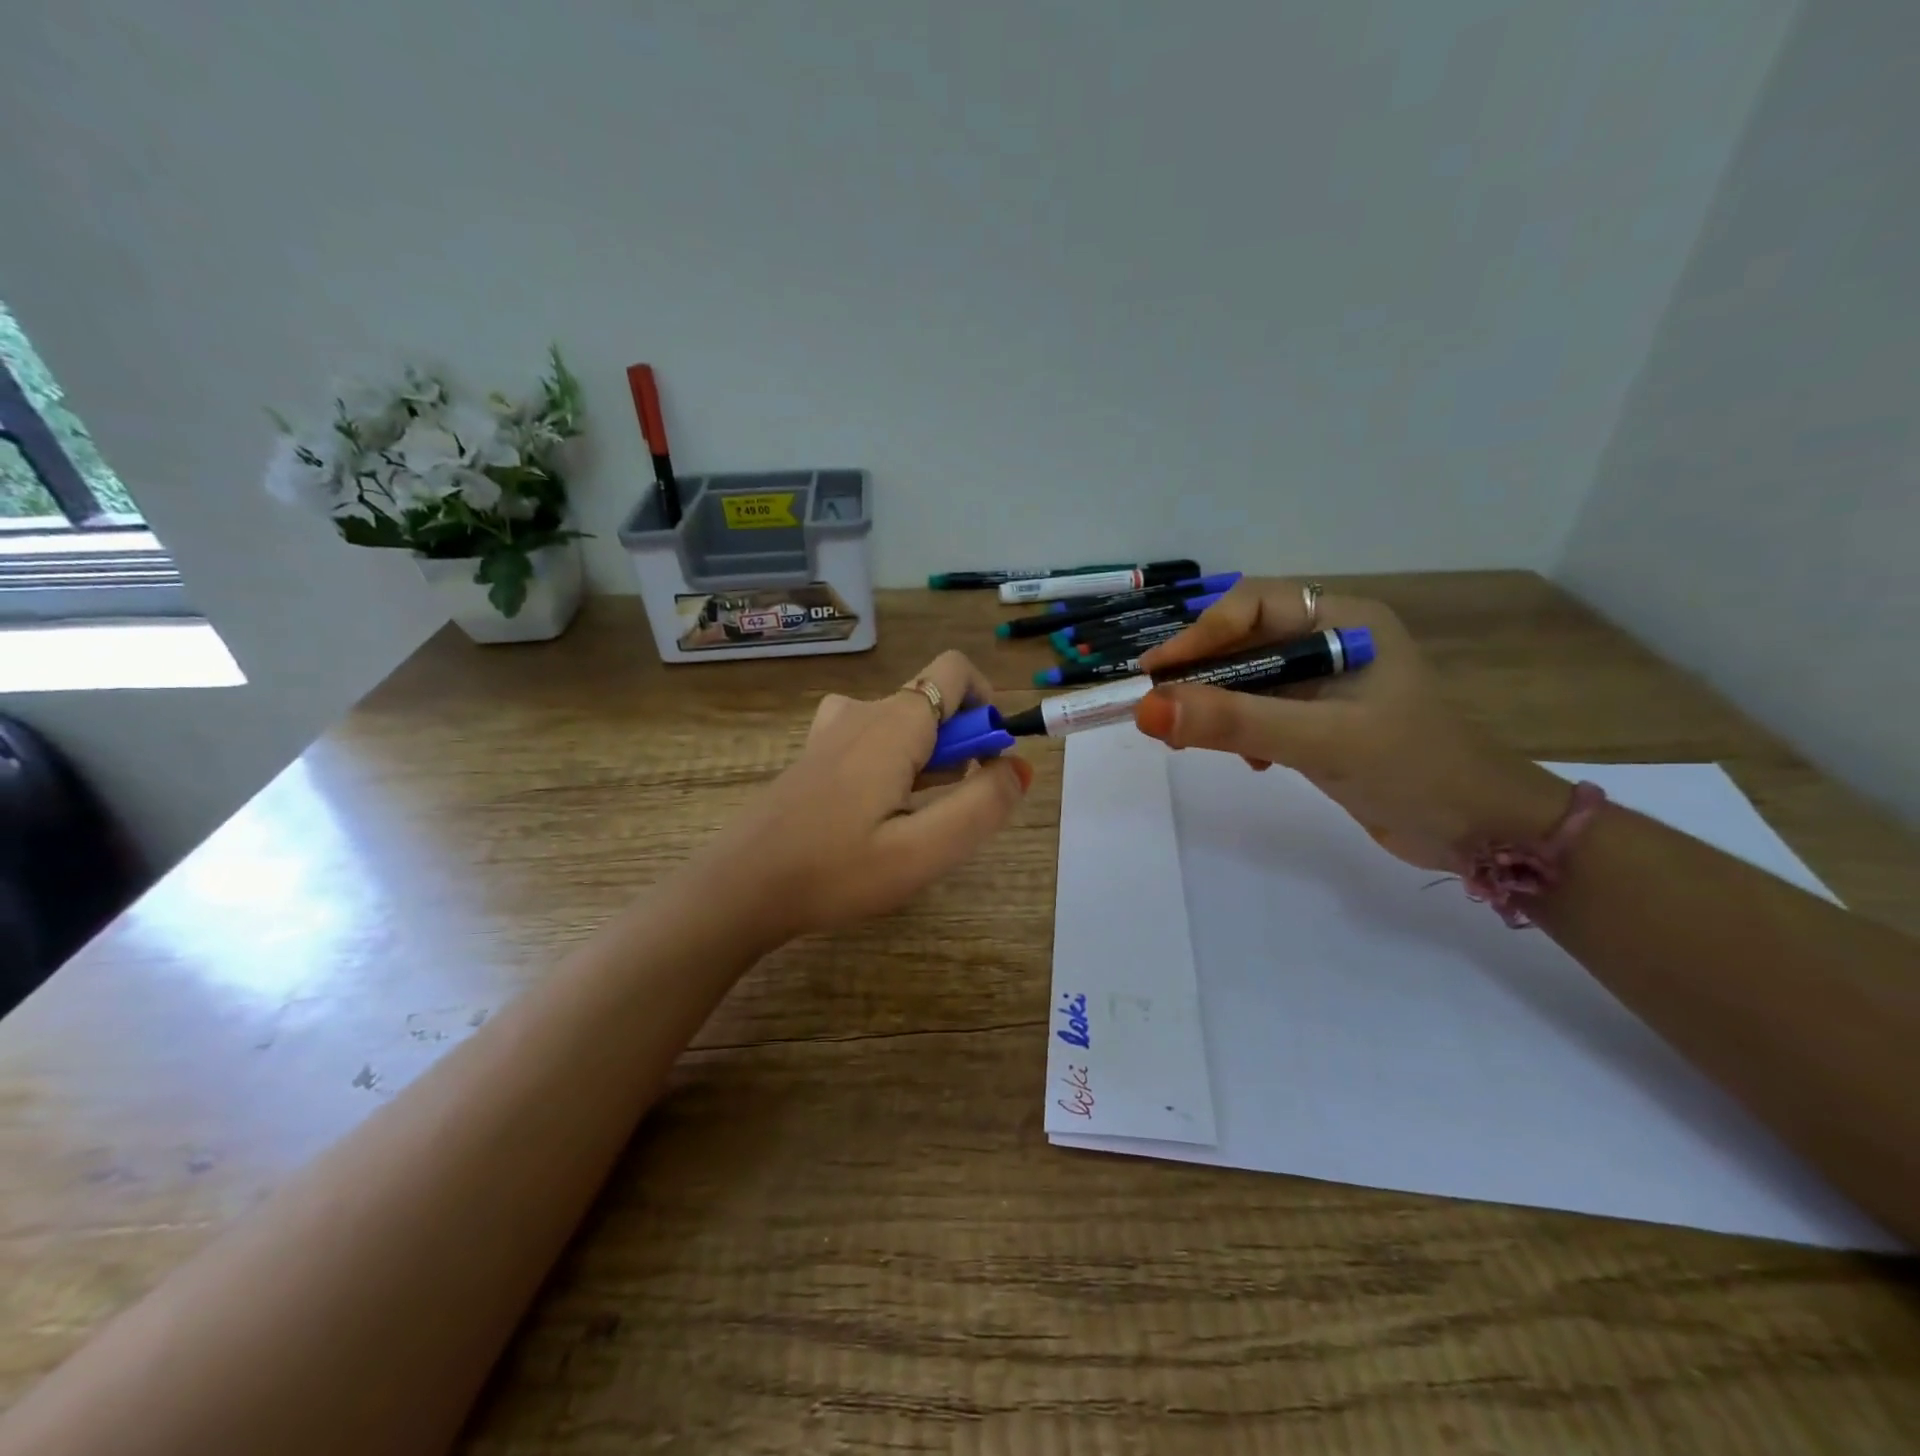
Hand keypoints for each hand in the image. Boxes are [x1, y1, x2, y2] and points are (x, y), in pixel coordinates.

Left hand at [700, 650, 1031, 942]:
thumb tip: (1017, 768)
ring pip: (904, 726)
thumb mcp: (924, 850)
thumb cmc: (835, 871)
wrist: (740, 888)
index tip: (987, 763)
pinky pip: (873, 741)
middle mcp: (862, 712)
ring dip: (928, 760)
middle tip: (948, 812)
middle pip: (933, 702)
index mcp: (893, 722)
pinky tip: (879, 817)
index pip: (956, 671)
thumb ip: (982, 805)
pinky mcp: (816, 755)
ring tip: (915, 822)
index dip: (987, 707)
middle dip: (960, 746)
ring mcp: (832, 732)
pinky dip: (895, 766)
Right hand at [1134, 580, 1565, 870]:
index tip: (1156, 673)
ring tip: (1186, 738)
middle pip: (1244, 641)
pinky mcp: (1321, 723)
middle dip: (1201, 674)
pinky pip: (1262, 713)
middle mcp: (1331, 643)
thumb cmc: (1412, 768)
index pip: (1252, 604)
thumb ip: (1233, 723)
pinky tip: (1248, 762)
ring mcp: (1327, 685)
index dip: (1200, 633)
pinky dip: (1241, 733)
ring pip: (1248, 680)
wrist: (1483, 832)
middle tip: (1158, 709)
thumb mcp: (1319, 741)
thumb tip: (1146, 709)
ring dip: (1215, 706)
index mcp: (1343, 622)